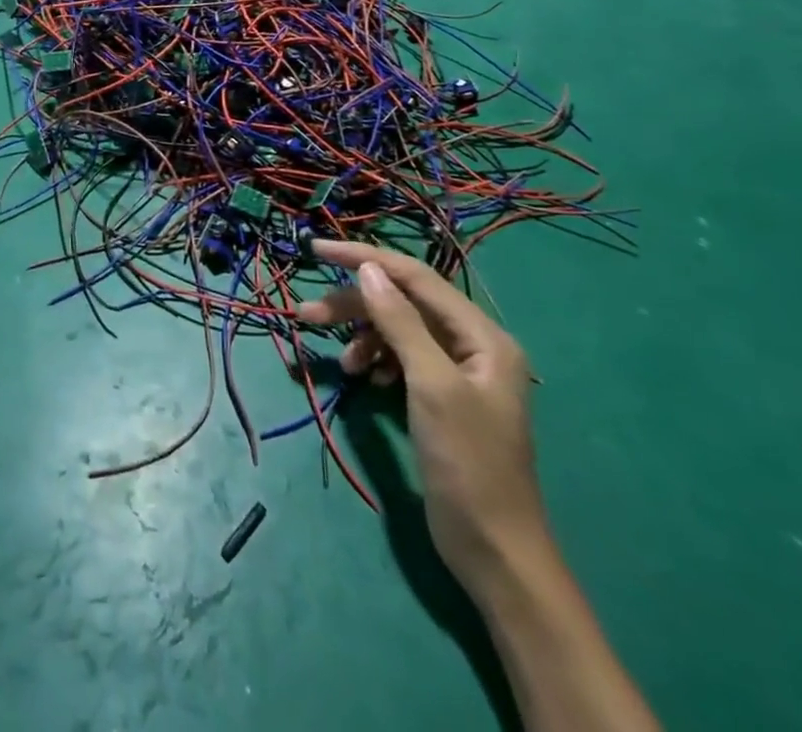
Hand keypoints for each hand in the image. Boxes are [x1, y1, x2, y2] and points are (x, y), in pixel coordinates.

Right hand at [297, 241, 547, 593]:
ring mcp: (456, 371)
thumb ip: (400, 322)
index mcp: (482, 336)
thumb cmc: (467, 462)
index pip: (415, 277)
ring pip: (397, 330)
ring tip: (341, 362)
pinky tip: (365, 377)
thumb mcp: (431, 385)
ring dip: (363, 336)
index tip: (317, 250)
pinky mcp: (440, 396)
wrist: (495, 550)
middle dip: (355, 305)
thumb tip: (367, 269)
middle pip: (402, 303)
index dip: (366, 259)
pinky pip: (400, 358)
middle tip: (307, 313)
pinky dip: (377, 360)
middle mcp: (471, 344)